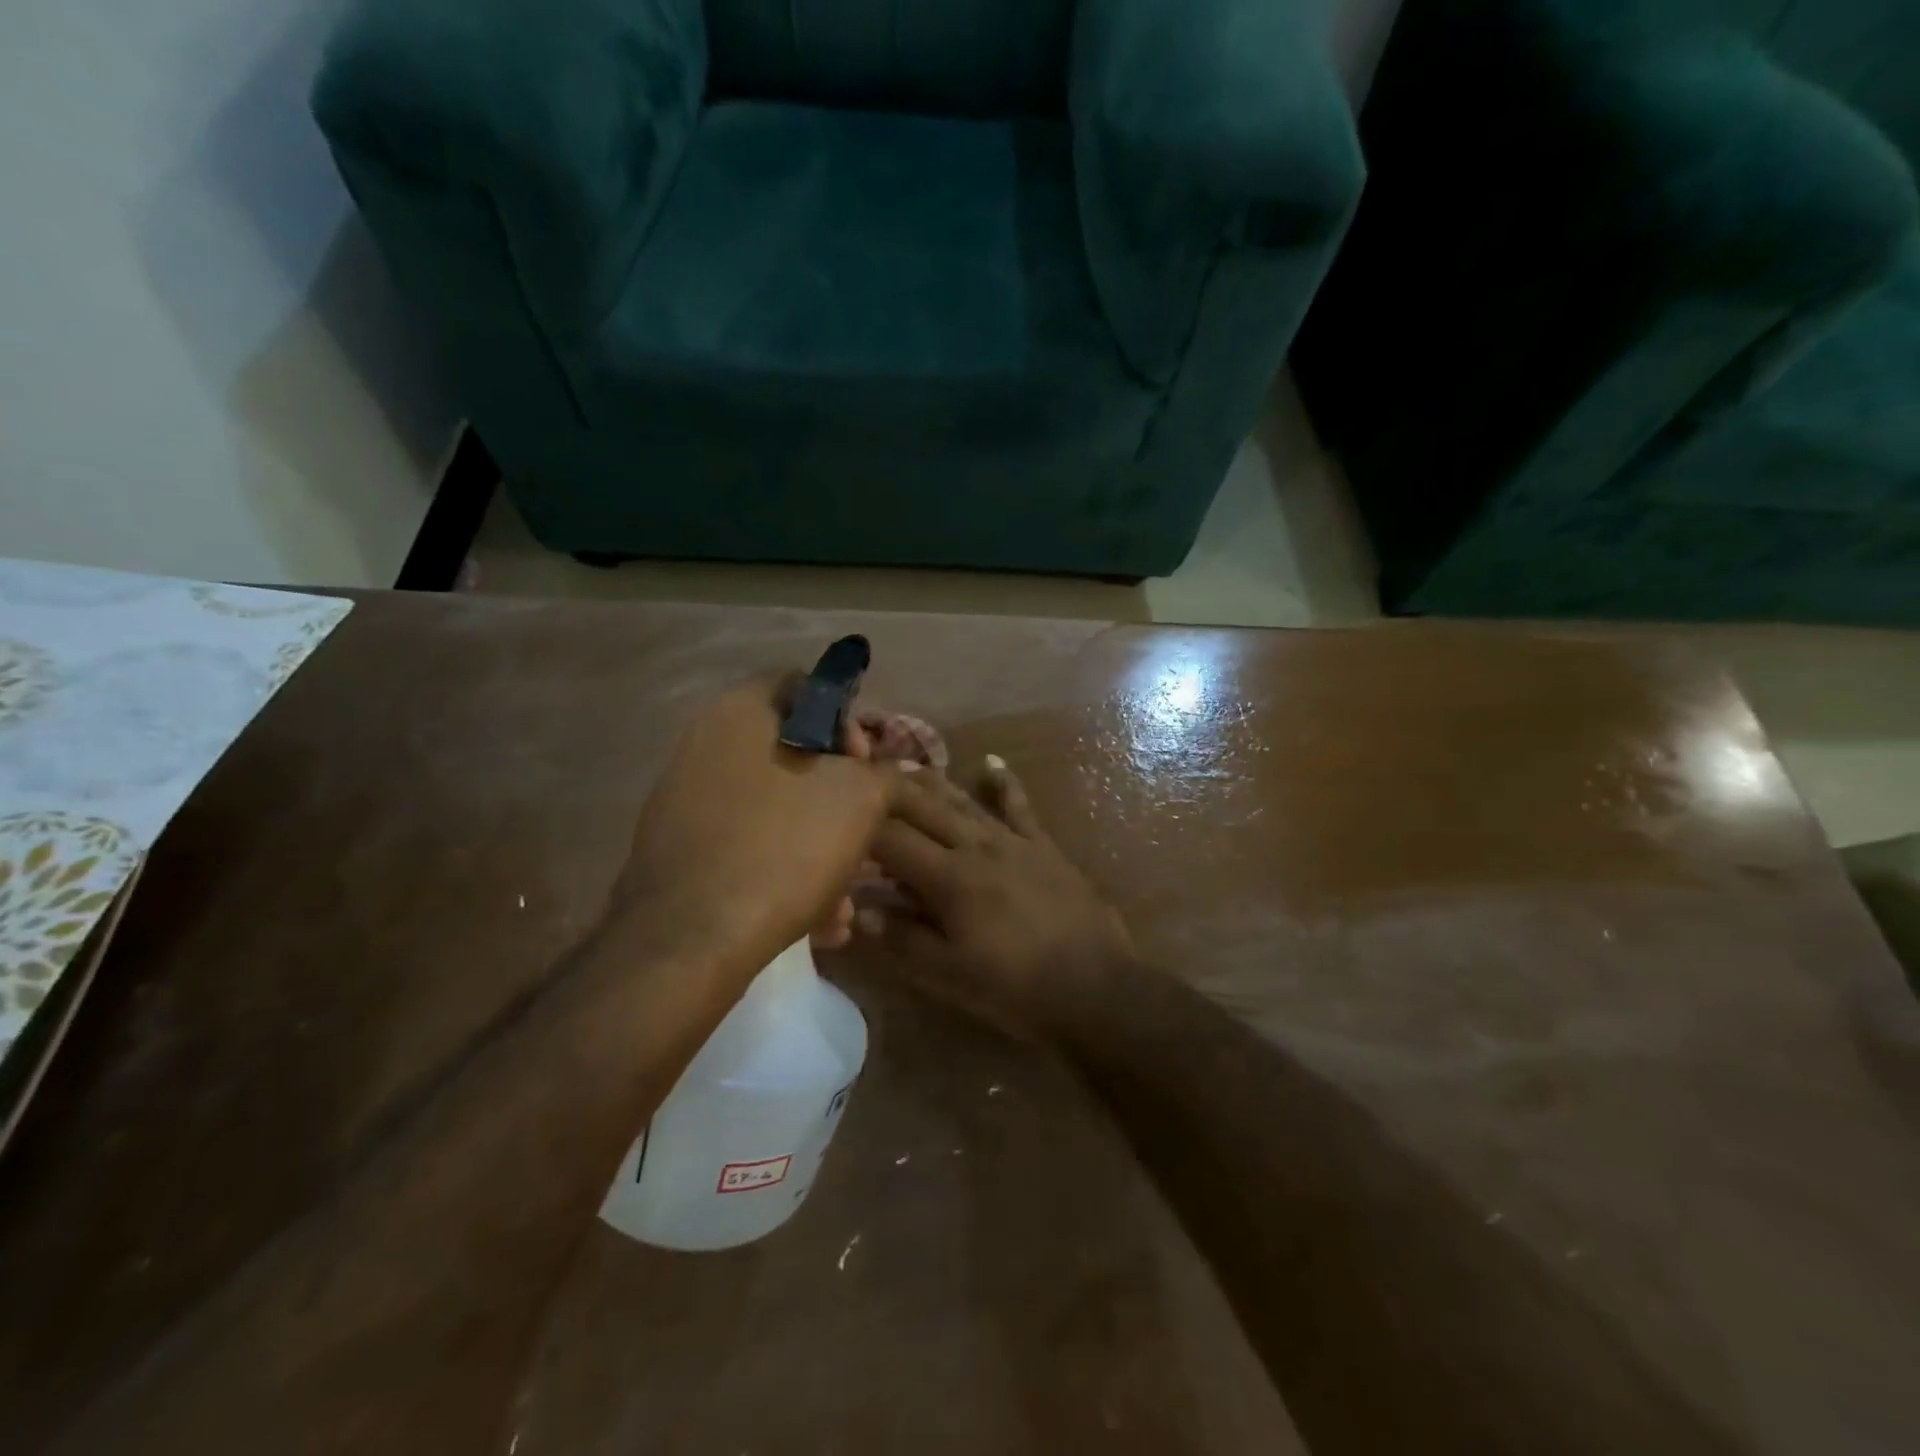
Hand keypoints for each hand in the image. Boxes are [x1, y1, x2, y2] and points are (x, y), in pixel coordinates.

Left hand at [619, 675, 899, 973]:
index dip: (848, 721)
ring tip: (843, 903)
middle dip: (840, 800)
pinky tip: (815, 920)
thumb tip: (882, 773)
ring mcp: (687, 796)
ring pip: (777, 808)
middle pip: (795, 754)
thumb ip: (882, 772)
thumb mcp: (861, 799)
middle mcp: (706, 742)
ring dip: (820, 848)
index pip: (807, 686)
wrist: (691, 940)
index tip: (867, 768)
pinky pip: (749, 843)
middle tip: (864, 837)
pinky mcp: (682, 847)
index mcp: (741, 710)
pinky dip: (785, 870)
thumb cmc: (784, 847)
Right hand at [862, 756, 1136, 1037]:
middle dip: (889, 791)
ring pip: (964, 801)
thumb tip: (858, 914)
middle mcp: (977, 846)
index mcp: (950, 878)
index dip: (860, 828)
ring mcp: (1013, 841)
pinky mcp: (1043, 846)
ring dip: (932, 782)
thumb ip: (902, 939)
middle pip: (924, 807)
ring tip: (904, 765)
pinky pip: (1020, 807)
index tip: (837, 821)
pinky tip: (992, 763)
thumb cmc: (1016, 989)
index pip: (892, 840)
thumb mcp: (949, 975)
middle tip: (861, 777)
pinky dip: (1005, 784)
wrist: (1095, 987)